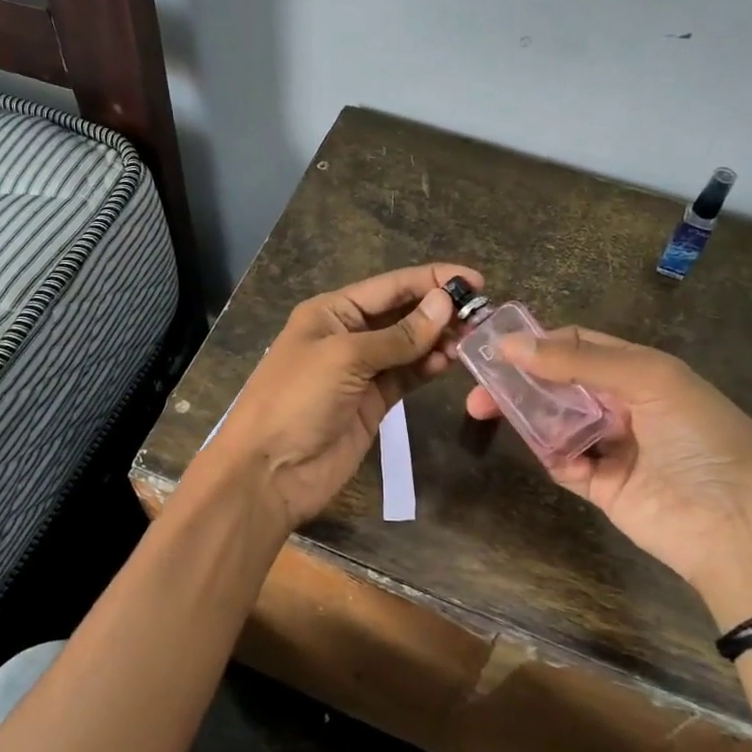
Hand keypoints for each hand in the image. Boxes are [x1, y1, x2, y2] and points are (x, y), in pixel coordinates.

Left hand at [198, 263, 480, 532]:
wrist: (269, 472)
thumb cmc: (297, 400)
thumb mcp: (345, 358)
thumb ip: (398, 335)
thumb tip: (445, 302)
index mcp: (332, 312)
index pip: (390, 286)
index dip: (432, 279)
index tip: (476, 280)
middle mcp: (347, 335)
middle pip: (402, 313)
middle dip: (439, 310)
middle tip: (482, 315)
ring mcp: (361, 371)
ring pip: (408, 346)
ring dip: (437, 340)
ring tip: (470, 340)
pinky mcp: (373, 403)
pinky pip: (407, 376)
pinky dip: (427, 367)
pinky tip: (448, 362)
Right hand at [465, 328, 751, 617]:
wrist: (741, 528)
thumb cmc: (702, 438)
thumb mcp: (651, 380)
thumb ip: (580, 359)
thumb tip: (510, 343)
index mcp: (642, 372)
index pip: (579, 345)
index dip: (539, 342)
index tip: (495, 347)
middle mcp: (624, 404)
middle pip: (559, 383)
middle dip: (520, 380)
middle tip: (477, 386)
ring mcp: (612, 446)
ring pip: (555, 421)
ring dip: (524, 414)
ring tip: (483, 410)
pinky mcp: (602, 486)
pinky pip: (563, 462)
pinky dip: (550, 455)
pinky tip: (544, 450)